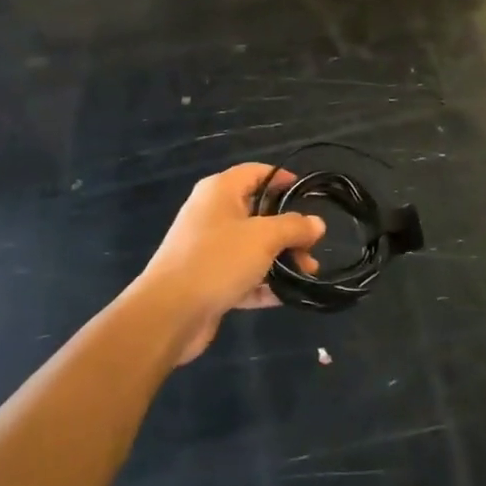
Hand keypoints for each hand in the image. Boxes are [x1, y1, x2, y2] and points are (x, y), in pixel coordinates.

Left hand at [134, 164, 324, 364]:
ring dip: (280, 259)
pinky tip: (286, 296)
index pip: (256, 172)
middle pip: (258, 212)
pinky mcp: (207, 279)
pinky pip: (242, 274)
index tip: (308, 194)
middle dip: (288, 230)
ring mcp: (208, 248)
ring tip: (308, 274)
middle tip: (312, 248)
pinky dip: (263, 282)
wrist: (168, 313)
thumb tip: (317, 223)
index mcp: (220, 191)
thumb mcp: (263, 238)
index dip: (282, 179)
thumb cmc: (217, 260)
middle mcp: (212, 214)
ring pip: (252, 246)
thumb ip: (293, 227)